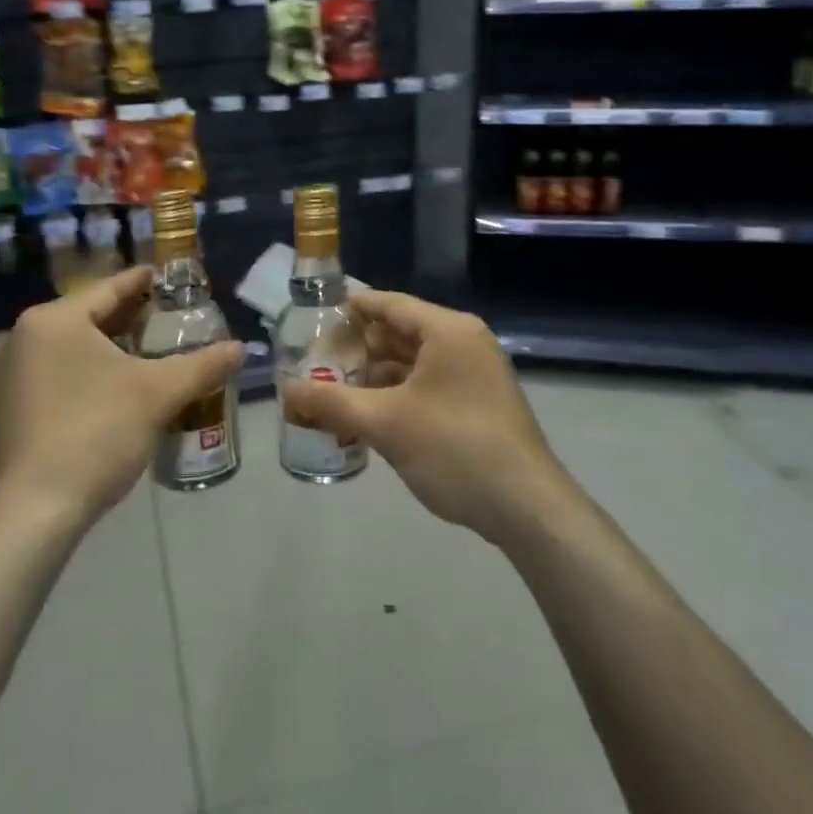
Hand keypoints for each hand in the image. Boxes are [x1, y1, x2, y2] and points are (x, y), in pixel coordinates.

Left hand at [0, 268, 243, 532]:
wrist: (36, 510)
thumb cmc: (96, 432)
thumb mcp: (157, 394)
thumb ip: (202, 365)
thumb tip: (241, 349)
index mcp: (53, 320)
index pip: (109, 289)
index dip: (143, 282)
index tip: (168, 277)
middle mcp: (23, 336)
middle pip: (89, 316)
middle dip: (130, 316)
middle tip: (169, 317)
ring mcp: (11, 373)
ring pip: (73, 345)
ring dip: (111, 345)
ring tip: (150, 350)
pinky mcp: (10, 406)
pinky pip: (57, 371)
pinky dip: (88, 369)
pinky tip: (117, 385)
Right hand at [281, 291, 570, 543]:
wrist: (527, 508)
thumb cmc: (454, 448)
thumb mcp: (385, 423)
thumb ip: (331, 402)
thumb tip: (285, 391)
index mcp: (447, 331)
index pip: (390, 305)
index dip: (352, 309)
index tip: (316, 317)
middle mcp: (465, 342)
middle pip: (402, 333)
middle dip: (360, 348)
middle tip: (317, 359)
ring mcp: (477, 374)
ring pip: (415, 363)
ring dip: (377, 375)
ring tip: (335, 389)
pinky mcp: (480, 403)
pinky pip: (430, 385)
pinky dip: (399, 394)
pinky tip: (370, 415)